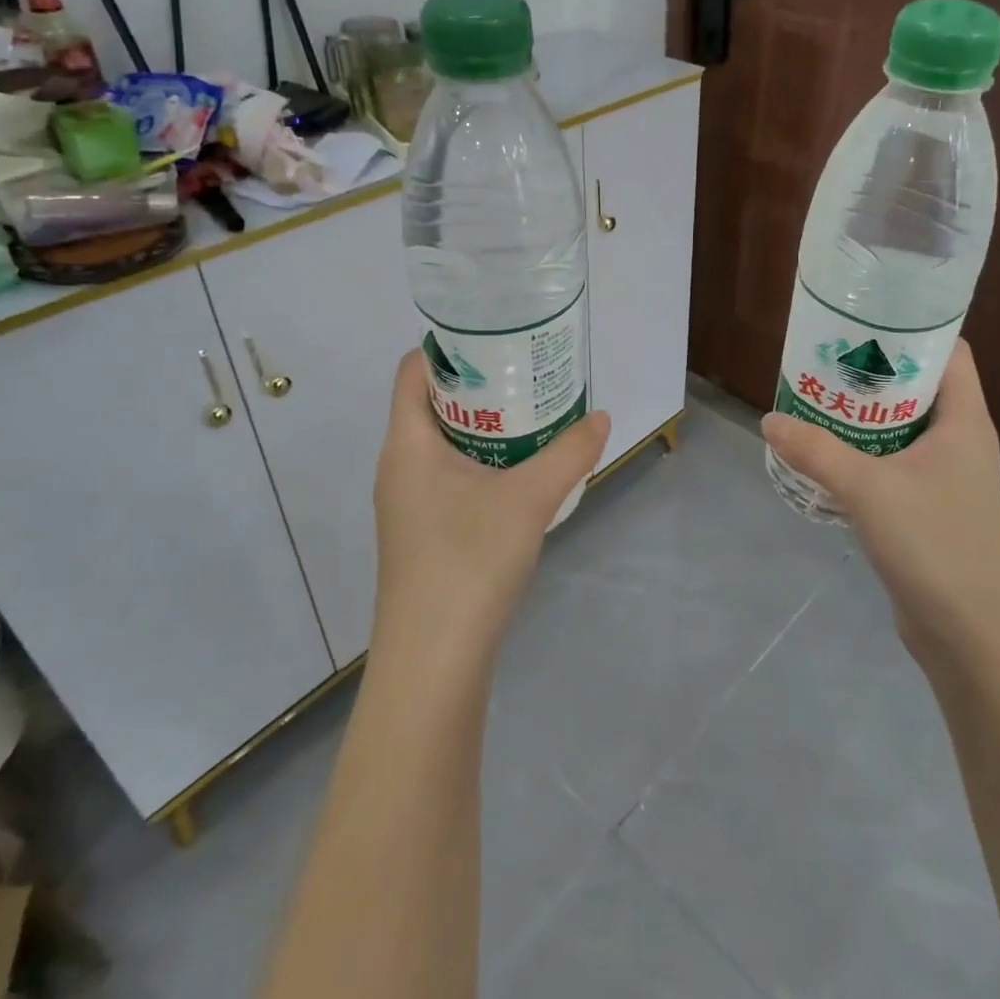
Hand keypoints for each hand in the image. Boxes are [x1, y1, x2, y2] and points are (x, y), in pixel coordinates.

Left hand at [372, 351, 609, 659]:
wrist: (433, 661)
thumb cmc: (468, 562)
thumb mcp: (529, 500)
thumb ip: (569, 454)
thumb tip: (601, 417)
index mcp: (407, 444)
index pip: (412, 371)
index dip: (448, 347)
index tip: (494, 337)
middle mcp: (398, 466)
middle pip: (431, 403)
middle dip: (477, 384)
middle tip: (525, 370)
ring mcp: (407, 503)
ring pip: (442, 443)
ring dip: (482, 425)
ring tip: (529, 413)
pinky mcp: (421, 532)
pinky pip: (448, 475)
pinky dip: (480, 460)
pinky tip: (519, 472)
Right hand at [762, 342, 999, 672]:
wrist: (972, 635)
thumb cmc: (934, 544)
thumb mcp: (868, 489)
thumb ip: (816, 451)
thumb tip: (769, 420)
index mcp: (964, 421)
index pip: (951, 353)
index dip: (914, 330)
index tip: (865, 320)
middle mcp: (960, 441)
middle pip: (919, 387)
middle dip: (875, 371)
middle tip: (825, 358)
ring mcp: (946, 477)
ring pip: (903, 428)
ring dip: (865, 415)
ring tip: (817, 398)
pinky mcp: (928, 508)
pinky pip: (894, 463)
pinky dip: (865, 452)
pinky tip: (827, 454)